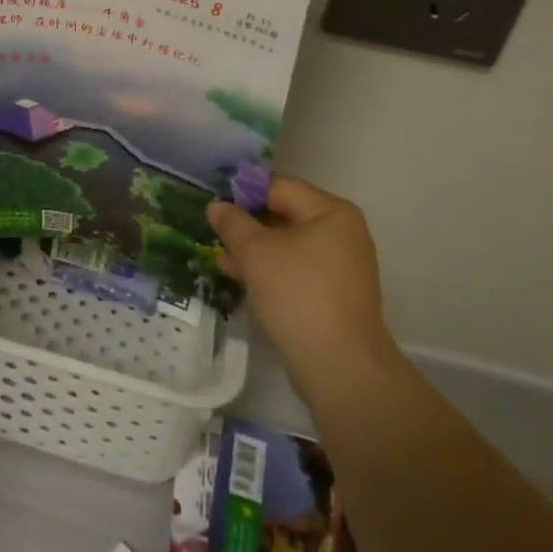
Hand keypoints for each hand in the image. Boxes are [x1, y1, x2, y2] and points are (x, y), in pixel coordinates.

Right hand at [208, 177, 401, 395]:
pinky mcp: (333, 292)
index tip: (212, 206)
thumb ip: (233, 223)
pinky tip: (239, 277)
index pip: (278, 186)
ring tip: (219, 257)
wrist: (339, 365)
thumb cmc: (297, 295)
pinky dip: (269, 269)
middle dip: (246, 223)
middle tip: (211, 232)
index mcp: (330, 212)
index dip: (242, 192)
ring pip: (287, 243)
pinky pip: (295, 267)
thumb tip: (217, 206)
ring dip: (253, 248)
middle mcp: (341, 232)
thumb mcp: (255, 253)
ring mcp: (340, 264)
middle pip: (284, 213)